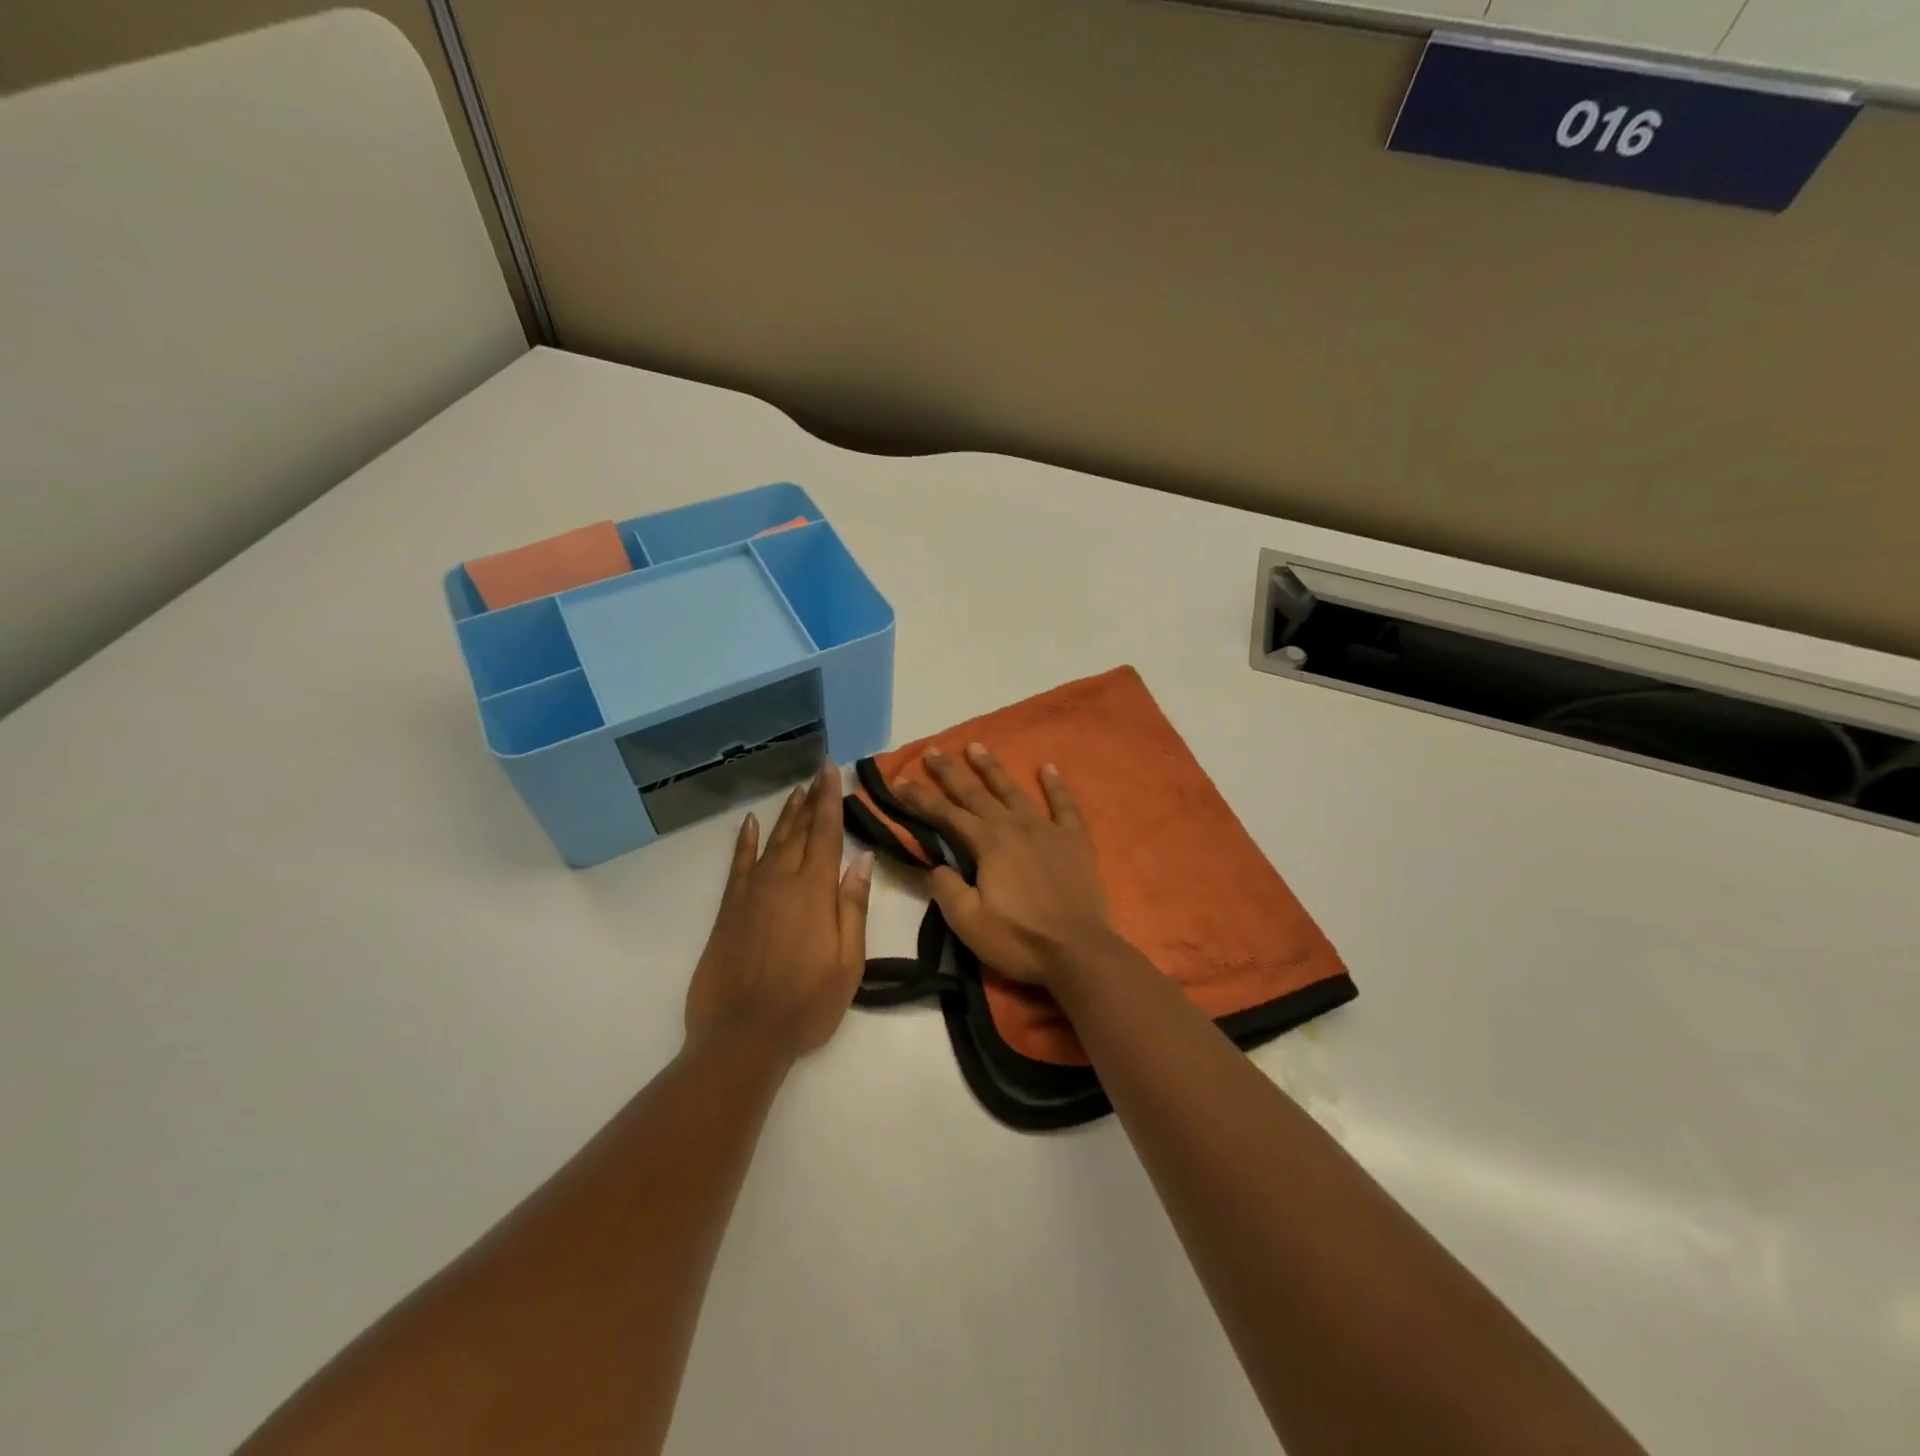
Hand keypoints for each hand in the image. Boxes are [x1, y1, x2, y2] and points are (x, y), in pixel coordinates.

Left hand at [685, 763, 873, 1058]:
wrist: (743, 1035)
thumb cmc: (807, 1002)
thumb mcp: (848, 961)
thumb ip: (853, 906)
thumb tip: (862, 859)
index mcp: (815, 890)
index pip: (826, 832)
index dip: (830, 799)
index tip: (832, 769)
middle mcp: (781, 880)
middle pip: (800, 831)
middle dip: (811, 800)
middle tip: (818, 772)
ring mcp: (751, 892)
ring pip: (772, 842)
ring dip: (786, 815)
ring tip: (796, 791)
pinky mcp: (729, 909)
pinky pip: (738, 864)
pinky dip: (745, 841)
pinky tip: (751, 823)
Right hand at [892, 744, 1122, 988]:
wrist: (1079, 952)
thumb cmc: (1019, 941)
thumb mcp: (968, 923)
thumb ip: (946, 889)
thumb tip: (936, 865)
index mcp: (988, 844)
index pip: (946, 815)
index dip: (921, 798)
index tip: (900, 780)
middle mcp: (1015, 827)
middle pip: (977, 794)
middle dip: (951, 773)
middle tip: (932, 750)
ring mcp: (1048, 830)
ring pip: (1015, 791)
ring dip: (993, 769)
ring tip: (976, 746)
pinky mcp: (1075, 841)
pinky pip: (1065, 805)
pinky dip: (1055, 785)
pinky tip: (1048, 767)